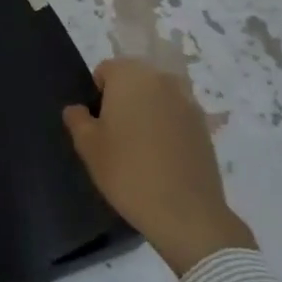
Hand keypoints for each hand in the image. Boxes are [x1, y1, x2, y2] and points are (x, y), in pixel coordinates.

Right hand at [62, 59, 256, 276]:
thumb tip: (78, 109)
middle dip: (122, 100)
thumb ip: (77, 118)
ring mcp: (189, 104)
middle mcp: (163, 81)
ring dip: (146, 113)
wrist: (185, 212)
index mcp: (131, 77)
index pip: (106, 69)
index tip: (96, 123)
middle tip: (114, 135)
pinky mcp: (205, 128)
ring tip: (139, 148)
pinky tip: (160, 159)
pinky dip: (165, 129)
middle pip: (134, 80)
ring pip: (157, 98)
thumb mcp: (87, 145)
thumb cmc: (127, 171)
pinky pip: (175, 117)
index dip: (96, 94)